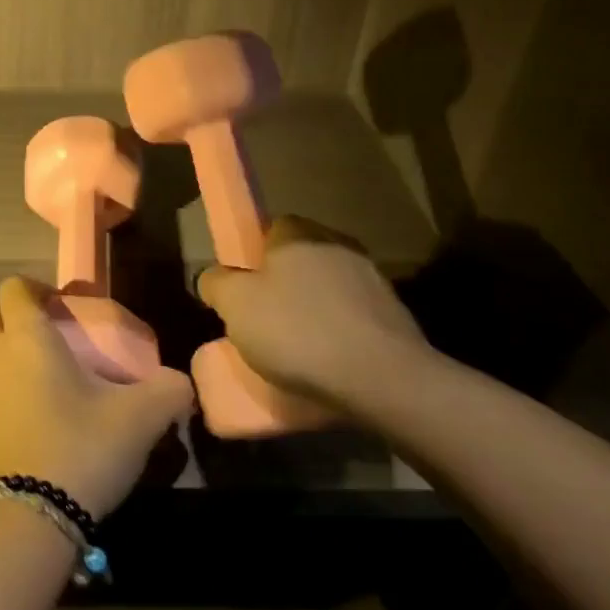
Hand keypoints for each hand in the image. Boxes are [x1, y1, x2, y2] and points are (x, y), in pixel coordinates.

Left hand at [0, 276, 193, 519]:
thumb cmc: (78, 451)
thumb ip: (166, 391)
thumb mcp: (138, 420)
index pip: (15, 288)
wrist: (22, 523)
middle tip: (45, 337)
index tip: (62, 307)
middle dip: (9, 316)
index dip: (36, 289)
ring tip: (37, 378)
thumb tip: (182, 384)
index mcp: (26, 337)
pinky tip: (25, 418)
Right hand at [195, 215, 430, 415]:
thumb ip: (215, 284)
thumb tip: (213, 278)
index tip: (244, 293)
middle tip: (265, 322)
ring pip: (329, 289)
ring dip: (315, 310)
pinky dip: (341, 334)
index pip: (268, 230)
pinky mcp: (396, 314)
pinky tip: (331, 363)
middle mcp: (336, 243)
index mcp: (297, 232)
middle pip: (299, 260)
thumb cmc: (297, 331)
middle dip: (284, 286)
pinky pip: (355, 317)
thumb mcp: (234, 306)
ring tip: (299, 351)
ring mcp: (372, 278)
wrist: (384, 379)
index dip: (252, 260)